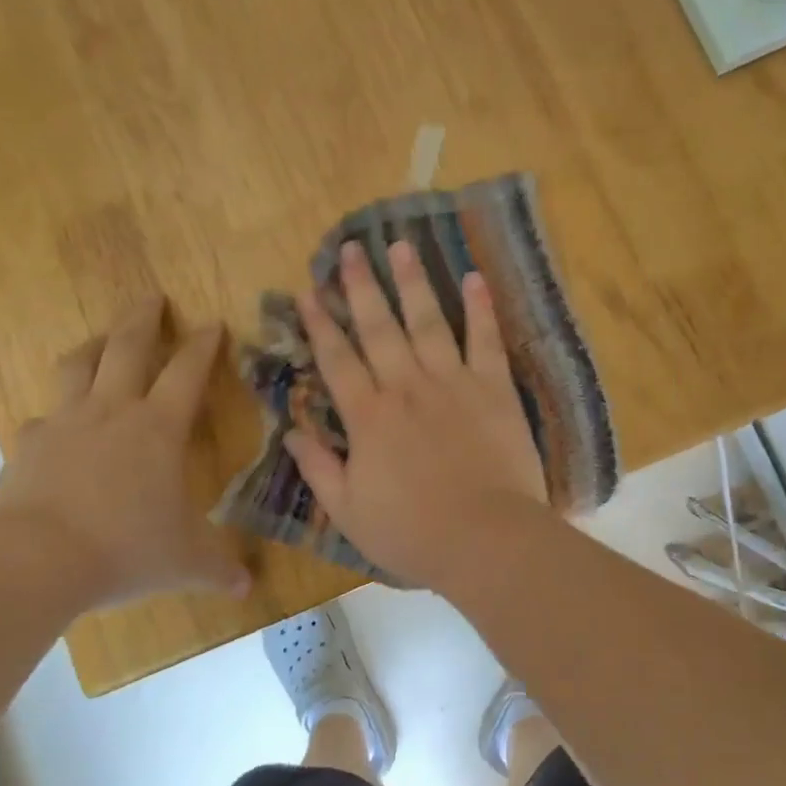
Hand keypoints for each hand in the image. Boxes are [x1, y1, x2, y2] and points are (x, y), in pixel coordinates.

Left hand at [0, 296, 248, 610]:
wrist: (33, 560)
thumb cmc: (124, 549)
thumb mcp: (184, 562)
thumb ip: (218, 569)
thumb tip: (248, 588)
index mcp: (158, 428)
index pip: (188, 371)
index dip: (203, 345)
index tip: (212, 323)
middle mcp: (113, 412)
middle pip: (127, 347)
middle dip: (144, 319)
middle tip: (152, 297)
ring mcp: (65, 424)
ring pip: (79, 366)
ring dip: (94, 346)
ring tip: (102, 338)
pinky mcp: (27, 445)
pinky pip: (43, 418)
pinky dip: (54, 415)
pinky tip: (54, 425)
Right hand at [286, 241, 549, 587]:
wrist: (485, 539)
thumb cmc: (412, 532)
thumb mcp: (348, 510)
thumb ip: (318, 466)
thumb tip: (291, 429)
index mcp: (368, 416)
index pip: (337, 359)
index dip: (320, 323)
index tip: (308, 289)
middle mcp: (405, 387)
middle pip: (378, 327)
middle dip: (360, 286)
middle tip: (350, 249)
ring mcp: (452, 382)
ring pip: (427, 321)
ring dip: (412, 282)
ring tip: (400, 246)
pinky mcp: (494, 388)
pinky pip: (485, 340)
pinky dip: (480, 308)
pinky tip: (474, 277)